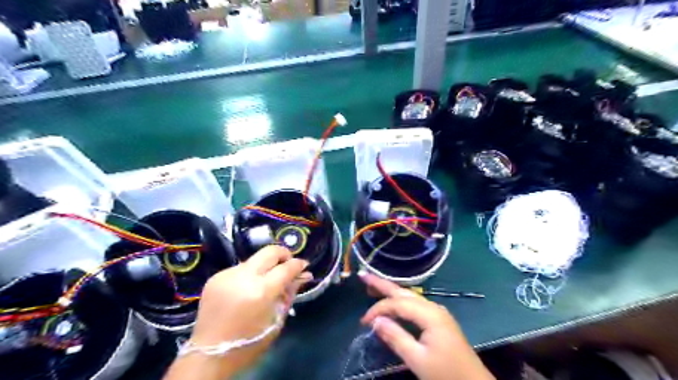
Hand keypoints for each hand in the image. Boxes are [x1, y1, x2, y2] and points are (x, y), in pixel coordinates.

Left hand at [164, 245, 311, 377]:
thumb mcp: (276, 320)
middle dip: (283, 254)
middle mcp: (243, 277)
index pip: (286, 267)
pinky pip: (239, 269)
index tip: (304, 265)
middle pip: (269, 251)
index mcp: (261, 291)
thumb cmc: (249, 343)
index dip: (298, 264)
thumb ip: (289, 293)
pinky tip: (246, 289)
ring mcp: (227, 275)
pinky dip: (248, 275)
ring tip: (266, 281)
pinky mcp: (215, 277)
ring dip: (265, 266)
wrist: (209, 354)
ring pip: (254, 260)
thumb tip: (304, 275)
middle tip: (288, 264)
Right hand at [360, 273, 492, 378]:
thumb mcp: (418, 360)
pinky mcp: (438, 320)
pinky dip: (400, 301)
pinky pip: (415, 305)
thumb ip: (396, 337)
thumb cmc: (446, 374)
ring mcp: (437, 313)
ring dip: (390, 291)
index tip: (364, 322)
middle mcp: (433, 307)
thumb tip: (376, 320)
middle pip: (403, 292)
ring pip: (409, 296)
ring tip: (373, 286)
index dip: (378, 309)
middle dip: (382, 284)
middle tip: (363, 275)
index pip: (397, 303)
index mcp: (429, 314)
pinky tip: (393, 303)